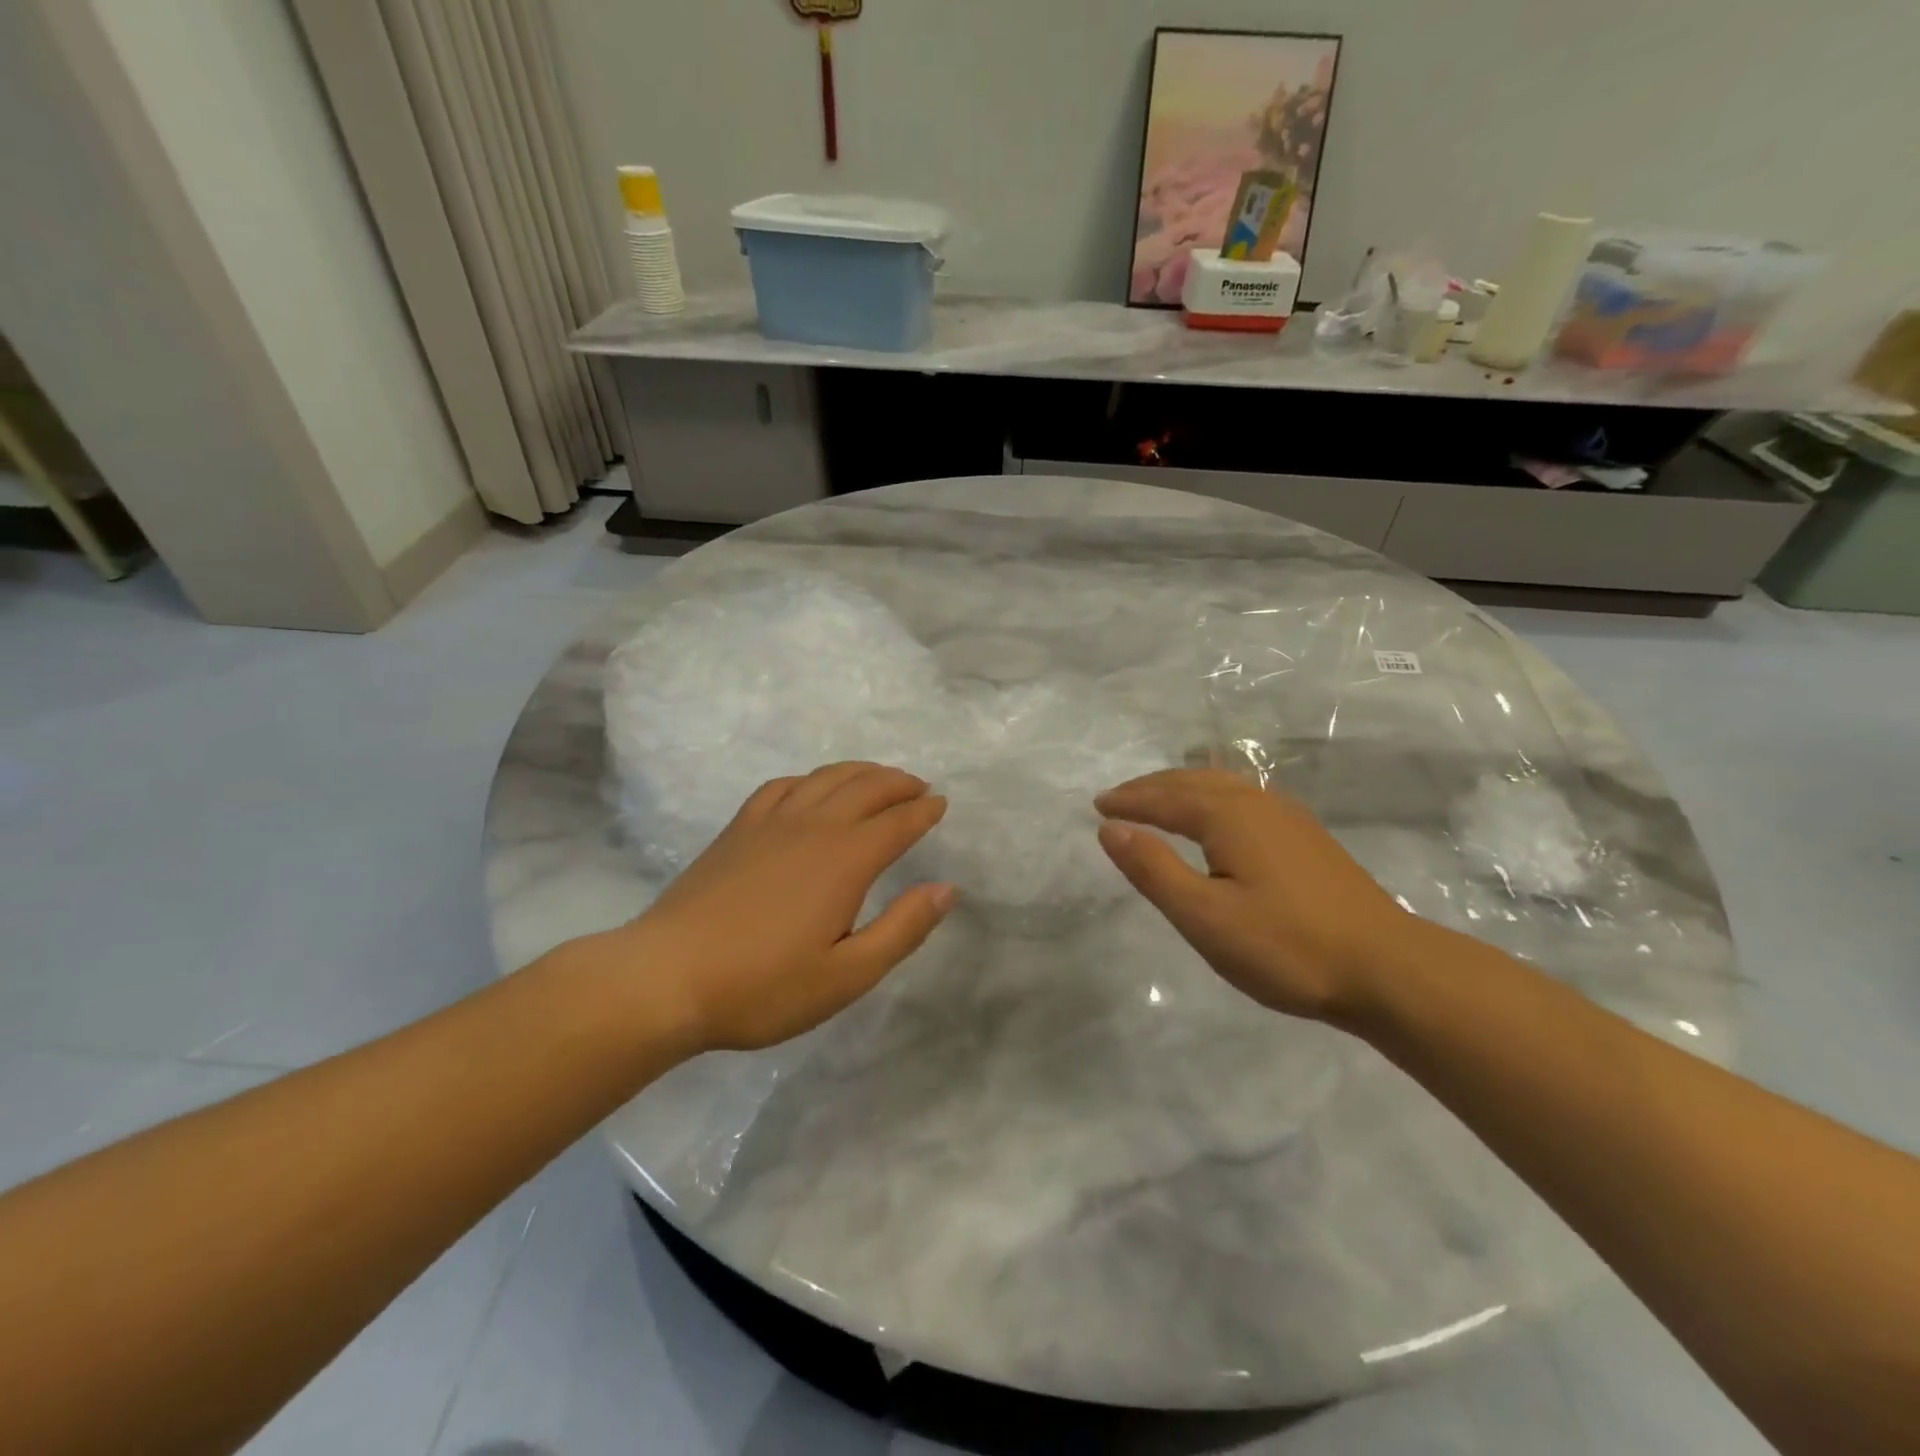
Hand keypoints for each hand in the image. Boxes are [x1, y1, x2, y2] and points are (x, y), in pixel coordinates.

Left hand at [605, 763, 954, 1053]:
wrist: (666, 978)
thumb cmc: (764, 986)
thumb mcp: (847, 975)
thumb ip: (903, 929)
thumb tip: (946, 888)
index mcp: (845, 860)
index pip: (897, 823)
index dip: (923, 811)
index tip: (941, 804)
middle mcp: (813, 827)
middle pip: (865, 788)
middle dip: (898, 783)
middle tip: (919, 788)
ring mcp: (770, 823)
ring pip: (825, 779)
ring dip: (860, 772)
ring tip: (878, 778)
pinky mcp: (737, 830)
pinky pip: (781, 787)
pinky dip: (809, 779)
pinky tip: (811, 788)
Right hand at [1095, 768, 1425, 1022]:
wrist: (1387, 969)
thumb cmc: (1286, 947)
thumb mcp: (1205, 916)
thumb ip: (1154, 869)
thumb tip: (1109, 829)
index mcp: (1228, 816)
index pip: (1165, 798)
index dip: (1129, 801)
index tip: (1098, 806)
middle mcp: (1257, 803)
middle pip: (1194, 781)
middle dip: (1152, 787)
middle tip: (1119, 799)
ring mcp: (1288, 817)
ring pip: (1223, 786)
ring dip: (1183, 787)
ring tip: (1159, 800)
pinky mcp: (1307, 837)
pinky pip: (1244, 798)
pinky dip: (1213, 797)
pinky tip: (1219, 817)